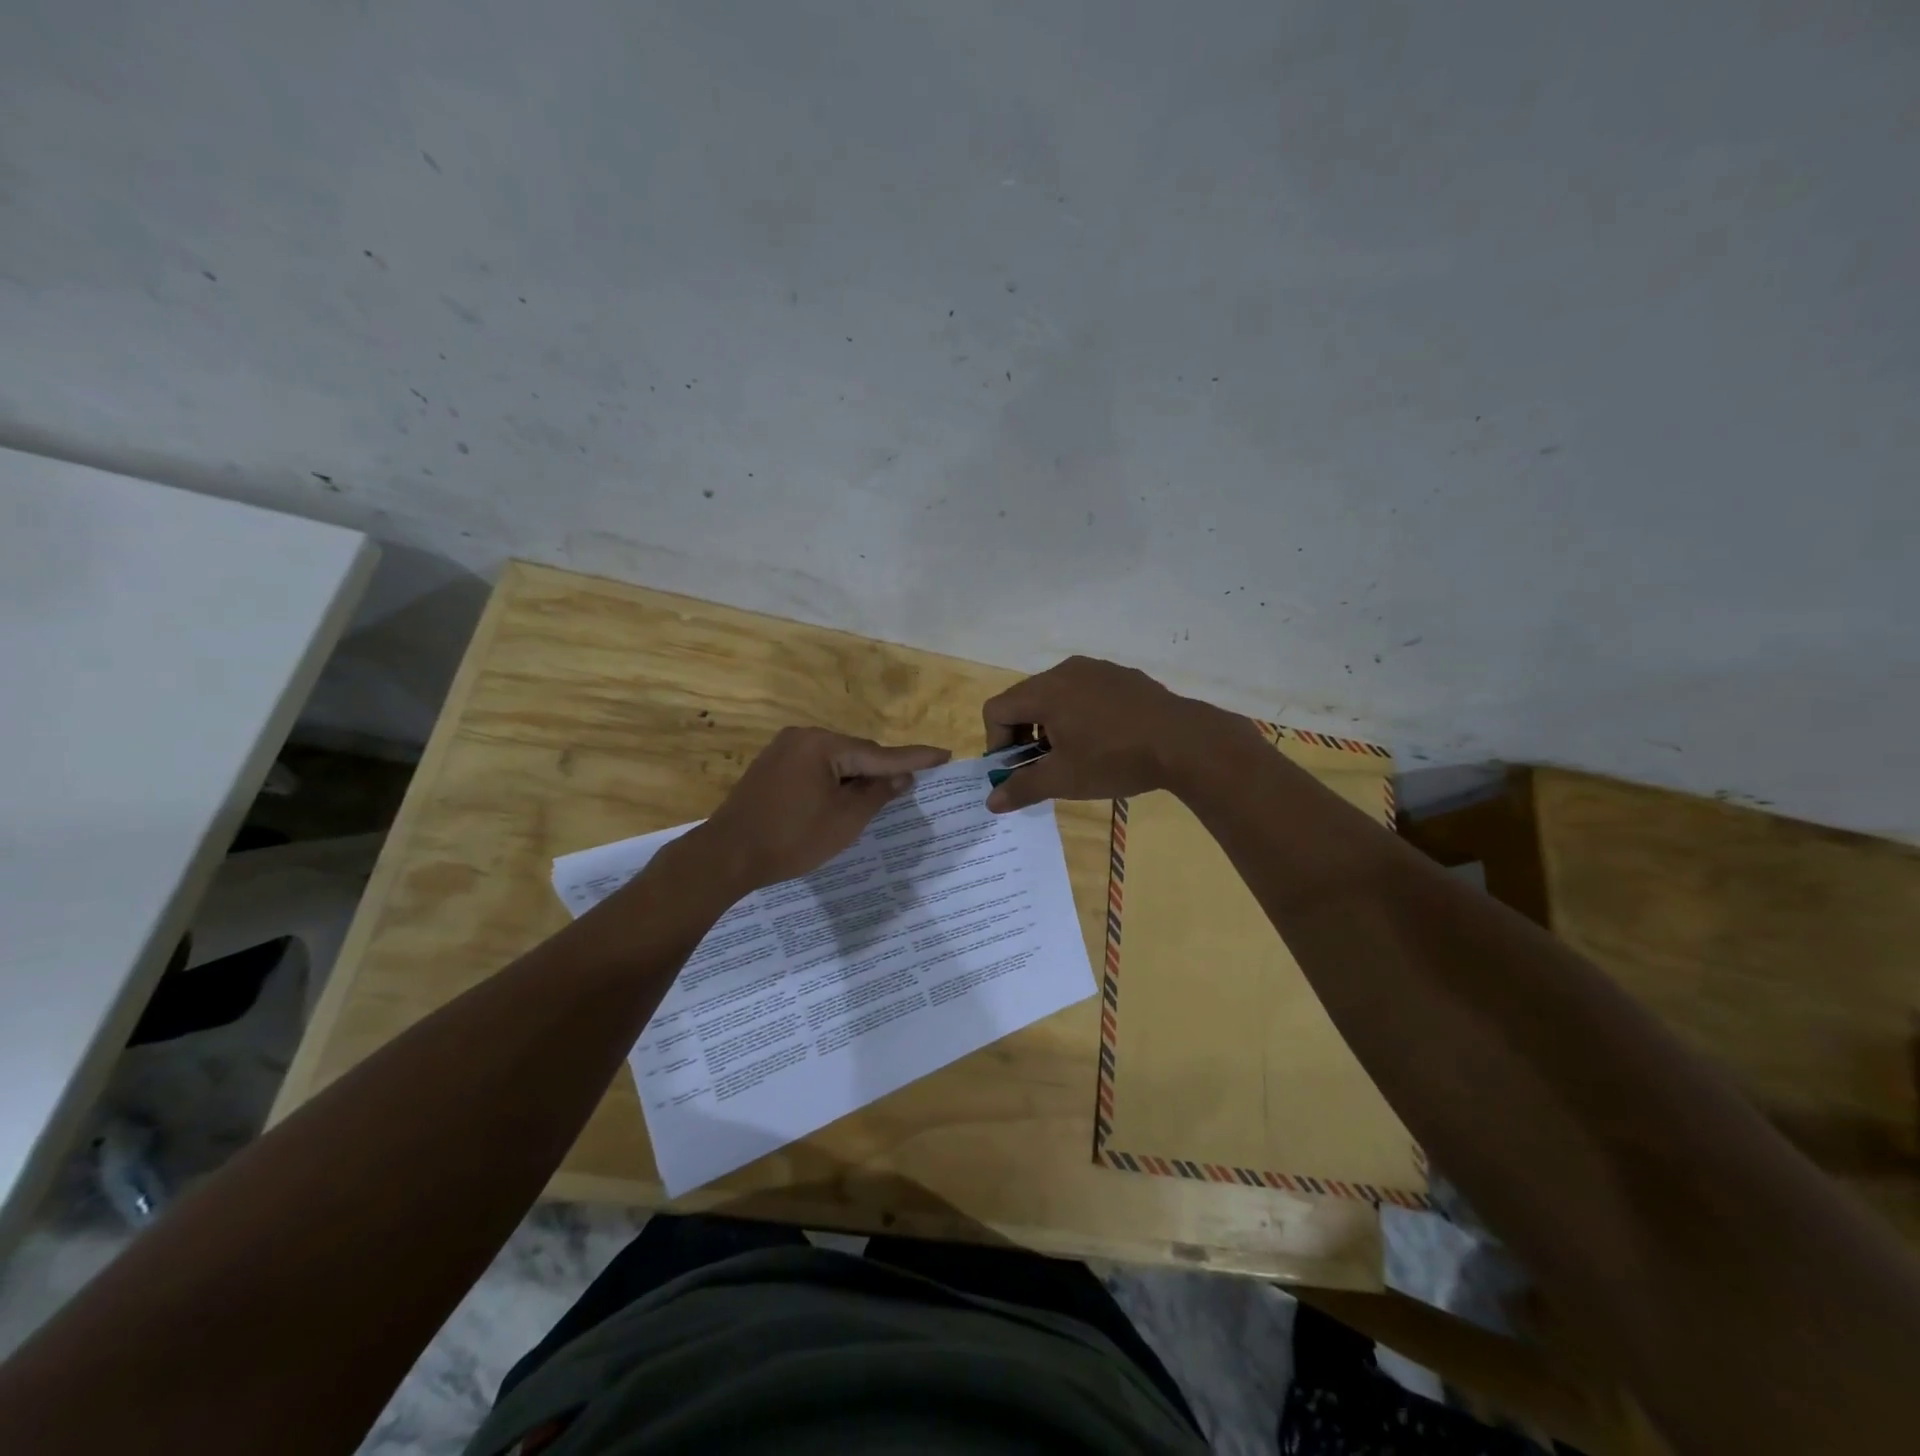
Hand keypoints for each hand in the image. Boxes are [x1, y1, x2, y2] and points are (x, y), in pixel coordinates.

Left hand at [695, 726, 949, 890]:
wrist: (726, 855)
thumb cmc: (792, 839)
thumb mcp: (846, 820)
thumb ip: (878, 793)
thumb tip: (902, 777)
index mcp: (823, 745)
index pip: (880, 753)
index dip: (915, 759)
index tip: (944, 754)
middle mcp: (803, 736)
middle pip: (856, 753)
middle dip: (881, 771)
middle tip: (909, 787)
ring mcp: (783, 749)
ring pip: (836, 760)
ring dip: (856, 777)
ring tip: (877, 798)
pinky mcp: (771, 765)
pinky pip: (816, 767)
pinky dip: (833, 780)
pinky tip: (841, 798)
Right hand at [980, 656, 1253, 812]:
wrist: (1184, 741)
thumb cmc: (1114, 759)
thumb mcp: (1064, 779)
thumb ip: (1022, 788)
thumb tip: (991, 802)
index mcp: (1045, 690)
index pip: (997, 709)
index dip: (997, 743)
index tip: (1016, 769)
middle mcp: (1065, 670)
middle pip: (1025, 699)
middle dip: (1024, 735)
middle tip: (1043, 766)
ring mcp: (1097, 669)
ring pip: (1056, 695)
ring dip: (1052, 725)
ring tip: (1074, 754)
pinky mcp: (1122, 675)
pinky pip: (1085, 691)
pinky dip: (1079, 714)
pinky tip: (1104, 740)